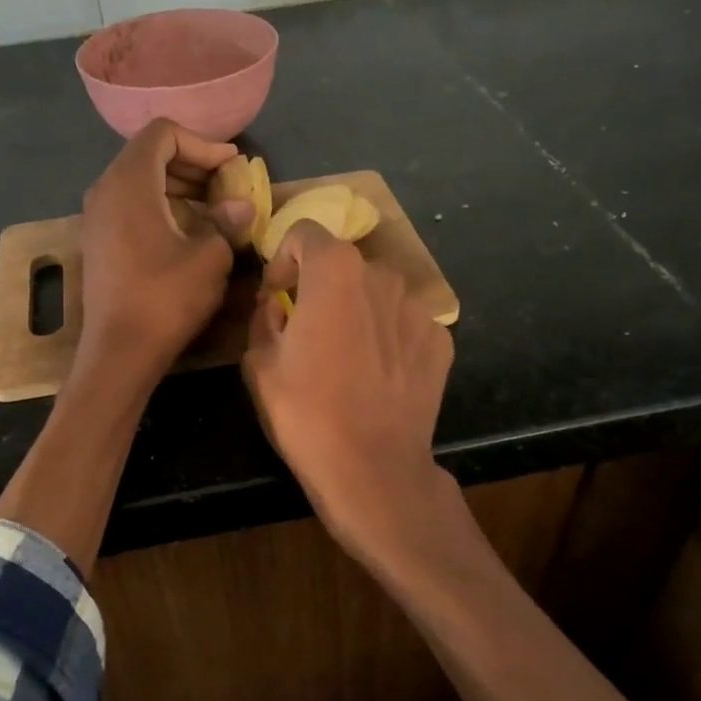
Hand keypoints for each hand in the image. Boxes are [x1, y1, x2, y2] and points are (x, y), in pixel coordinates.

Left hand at [79, 119, 253, 387]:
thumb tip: (240, 207)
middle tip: (226, 186)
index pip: (163, 134)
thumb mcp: (210, 257)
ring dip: (179, 188)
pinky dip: (161, 208)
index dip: (202, 144)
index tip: (231, 167)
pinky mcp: (99, 243)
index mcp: (129, 182)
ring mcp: (97, 218)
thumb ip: (227, 222)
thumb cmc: (166, 298)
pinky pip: (131, 207)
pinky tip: (188, 234)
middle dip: (192, 165)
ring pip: (140, 182)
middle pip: (150, 155)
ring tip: (214, 211)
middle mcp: (105, 190)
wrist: (119, 352)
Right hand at [241, 222, 457, 575]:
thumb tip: (277, 304)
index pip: (305, 232)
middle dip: (322, 288)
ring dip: (357, 311)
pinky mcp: (440, 341)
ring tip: (346, 357)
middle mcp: (382, 276)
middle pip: (344, 266)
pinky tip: (377, 376)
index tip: (277, 295)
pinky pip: (404, 324)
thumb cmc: (306, 413)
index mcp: (334, 271)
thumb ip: (264, 317)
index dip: (284, 258)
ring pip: (377, 294)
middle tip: (308, 329)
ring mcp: (419, 308)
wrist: (373, 468)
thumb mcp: (259, 363)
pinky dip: (388, 338)